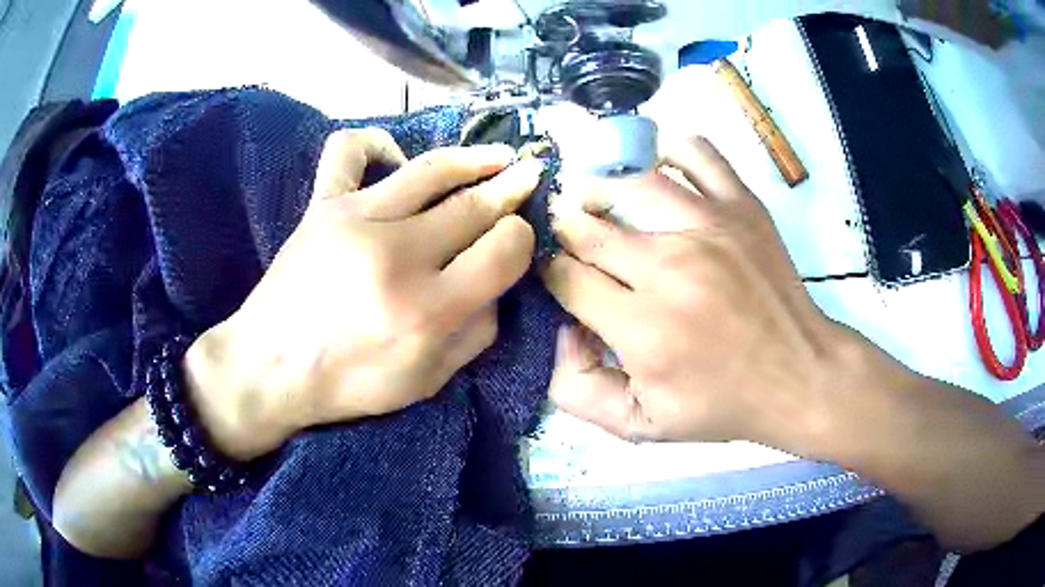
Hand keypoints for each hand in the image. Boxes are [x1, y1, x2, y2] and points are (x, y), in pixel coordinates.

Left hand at [184, 129, 543, 460]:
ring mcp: (355, 219)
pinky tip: (396, 158)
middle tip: (530, 178)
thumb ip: (477, 333)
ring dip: (476, 157)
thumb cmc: (350, 383)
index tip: (519, 237)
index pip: (504, 249)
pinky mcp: (322, 204)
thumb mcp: (429, 381)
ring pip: (431, 168)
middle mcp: (396, 255)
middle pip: (474, 204)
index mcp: (427, 309)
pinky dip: (378, 143)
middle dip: (512, 189)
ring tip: (499, 155)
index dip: (522, 238)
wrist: (270, 368)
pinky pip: (350, 149)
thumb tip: (498, 282)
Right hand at [542, 137, 867, 448]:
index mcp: (641, 328)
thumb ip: (577, 389)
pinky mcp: (741, 207)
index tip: (558, 277)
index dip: (550, 273)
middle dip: (565, 232)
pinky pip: (696, 154)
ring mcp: (709, 228)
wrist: (799, 376)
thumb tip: (557, 328)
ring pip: (629, 183)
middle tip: (568, 239)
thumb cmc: (722, 404)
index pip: (565, 277)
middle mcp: (670, 268)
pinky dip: (667, 150)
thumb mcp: (639, 426)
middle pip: (587, 227)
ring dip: (599, 189)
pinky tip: (654, 166)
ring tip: (595, 201)